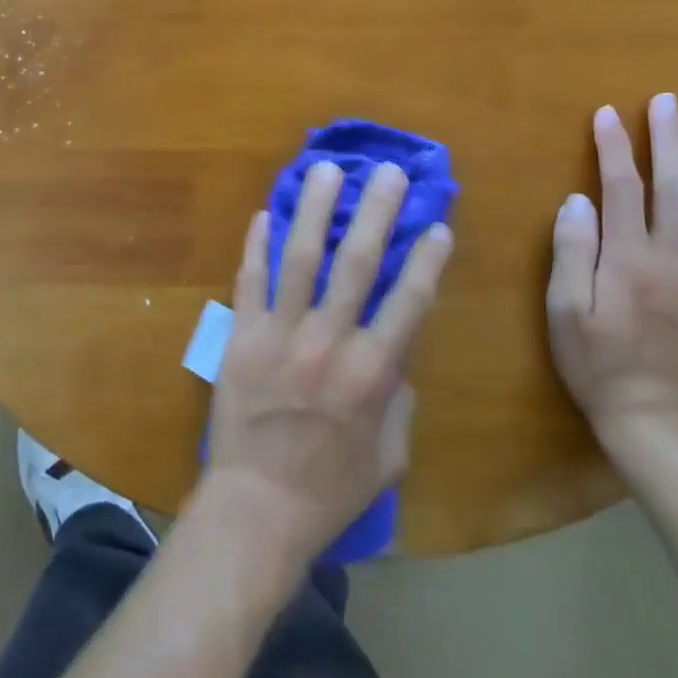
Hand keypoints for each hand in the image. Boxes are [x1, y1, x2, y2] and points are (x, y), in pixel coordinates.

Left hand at [200, 161, 453, 564]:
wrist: (256, 509)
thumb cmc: (330, 489)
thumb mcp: (389, 458)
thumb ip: (398, 400)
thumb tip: (398, 354)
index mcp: (372, 373)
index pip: (408, 301)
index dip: (426, 259)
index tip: (437, 224)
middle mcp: (328, 341)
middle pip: (356, 263)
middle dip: (375, 212)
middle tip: (387, 171)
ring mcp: (279, 334)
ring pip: (299, 258)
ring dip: (313, 209)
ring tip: (324, 169)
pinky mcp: (240, 336)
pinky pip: (248, 280)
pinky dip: (255, 245)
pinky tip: (263, 212)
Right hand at [547, 94, 677, 434]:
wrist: (652, 421)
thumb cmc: (595, 363)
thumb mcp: (565, 310)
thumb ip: (572, 252)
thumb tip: (577, 200)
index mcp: (630, 260)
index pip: (622, 189)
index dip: (613, 147)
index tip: (607, 112)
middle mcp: (674, 261)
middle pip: (675, 189)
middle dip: (668, 141)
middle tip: (667, 102)